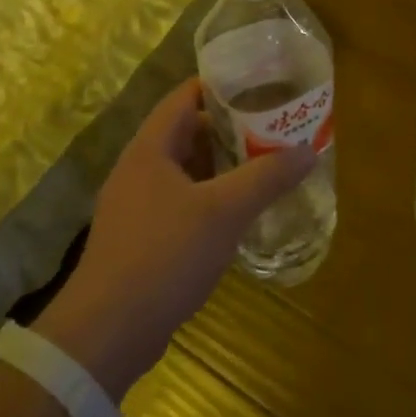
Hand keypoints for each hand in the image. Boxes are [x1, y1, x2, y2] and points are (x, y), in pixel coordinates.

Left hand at [33, 79, 313, 397]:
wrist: (108, 332)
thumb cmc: (164, 255)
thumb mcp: (224, 211)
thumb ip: (266, 176)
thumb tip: (307, 150)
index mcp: (150, 148)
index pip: (185, 96)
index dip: (222, 86)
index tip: (262, 84)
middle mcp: (139, 169)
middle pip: (188, 132)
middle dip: (231, 129)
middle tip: (274, 127)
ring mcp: (137, 205)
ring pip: (186, 170)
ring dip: (222, 166)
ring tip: (265, 165)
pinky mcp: (141, 238)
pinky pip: (181, 202)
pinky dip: (210, 198)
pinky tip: (239, 213)